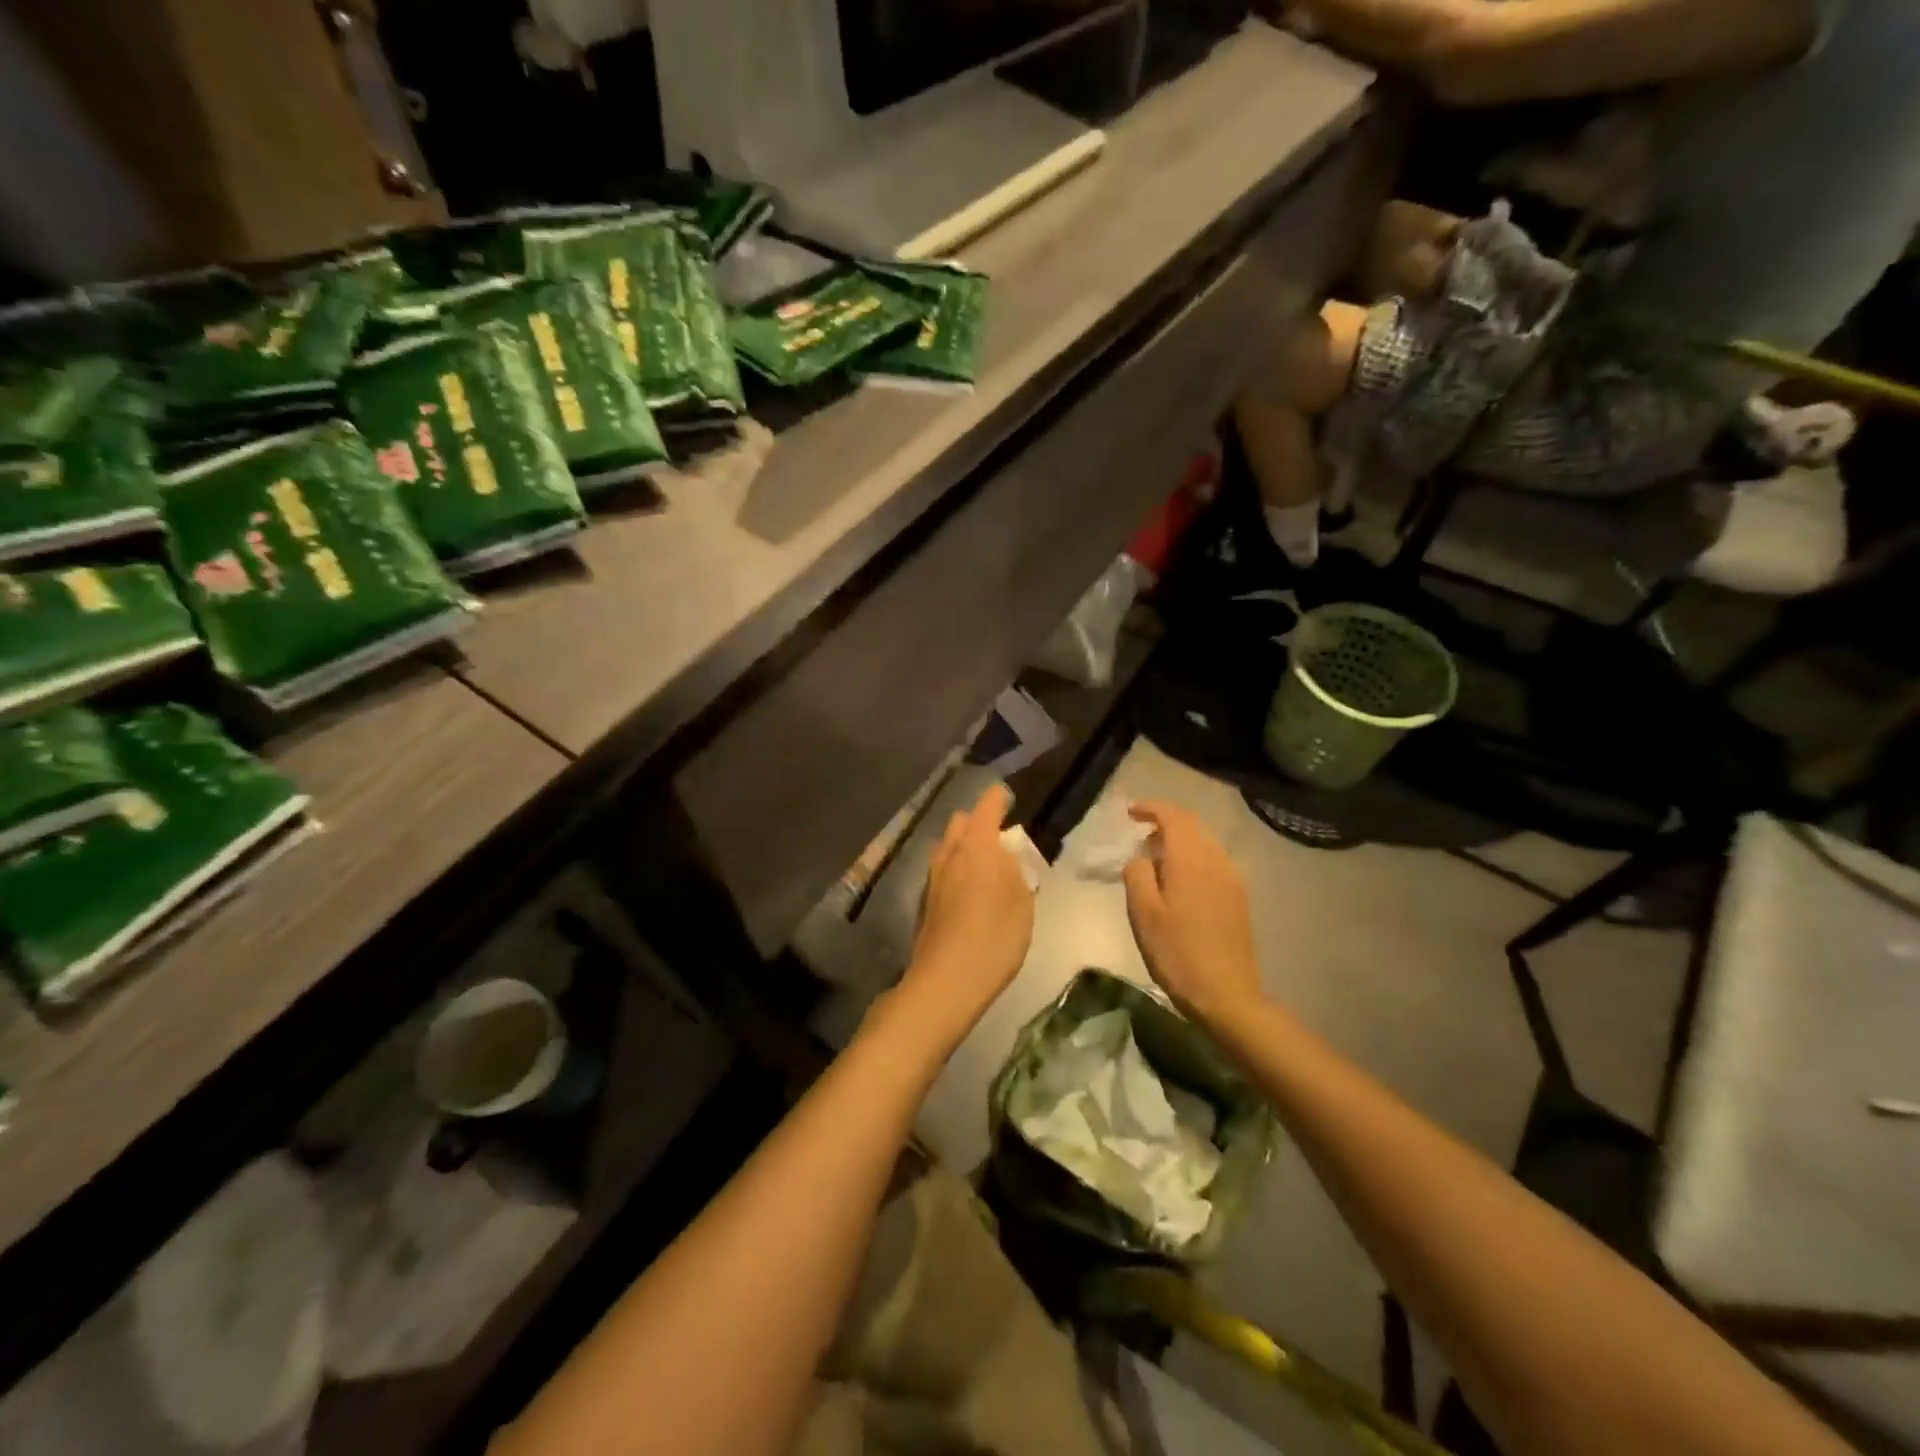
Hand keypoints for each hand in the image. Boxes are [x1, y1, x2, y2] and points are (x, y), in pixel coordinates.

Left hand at [888, 785, 1034, 1050]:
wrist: (946, 981)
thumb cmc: (994, 937)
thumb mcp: (1022, 902)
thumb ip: (1015, 871)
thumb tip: (1004, 856)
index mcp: (977, 846)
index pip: (987, 807)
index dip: (999, 798)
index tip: (1008, 796)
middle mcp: (949, 853)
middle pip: (960, 822)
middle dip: (978, 822)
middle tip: (1000, 839)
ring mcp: (933, 877)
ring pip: (947, 847)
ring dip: (964, 847)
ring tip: (985, 866)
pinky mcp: (925, 901)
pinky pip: (942, 871)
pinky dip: (956, 869)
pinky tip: (969, 891)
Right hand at [1122, 801, 1264, 1026]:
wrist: (1226, 994)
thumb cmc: (1177, 952)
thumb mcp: (1143, 912)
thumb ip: (1137, 874)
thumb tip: (1140, 857)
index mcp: (1191, 859)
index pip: (1173, 816)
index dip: (1151, 808)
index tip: (1130, 812)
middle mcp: (1216, 860)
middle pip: (1192, 825)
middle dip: (1165, 822)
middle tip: (1139, 834)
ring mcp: (1232, 879)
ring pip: (1204, 843)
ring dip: (1180, 840)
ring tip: (1156, 859)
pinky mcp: (1239, 897)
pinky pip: (1214, 861)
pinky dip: (1193, 857)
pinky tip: (1179, 882)